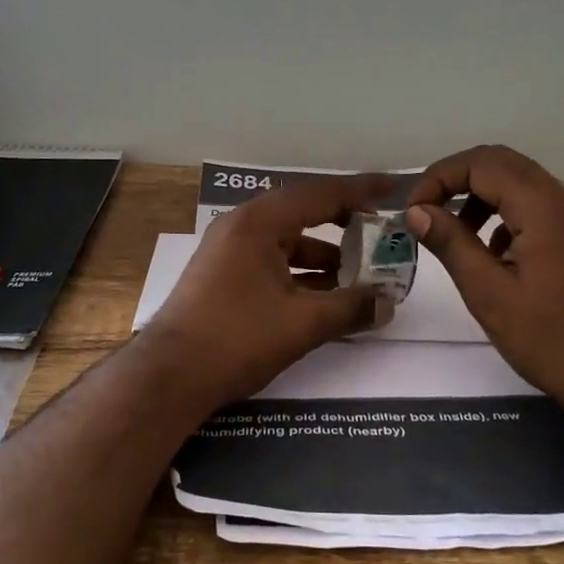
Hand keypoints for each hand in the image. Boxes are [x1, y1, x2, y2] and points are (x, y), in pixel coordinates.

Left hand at [144, 175, 396, 407]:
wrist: (169, 375)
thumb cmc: (237, 338)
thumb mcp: (302, 323)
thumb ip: (350, 308)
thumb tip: (388, 304)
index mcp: (259, 222)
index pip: (321, 194)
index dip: (362, 190)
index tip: (395, 187)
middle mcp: (241, 227)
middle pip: (304, 212)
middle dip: (344, 222)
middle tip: (378, 232)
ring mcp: (228, 251)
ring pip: (287, 241)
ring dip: (324, 255)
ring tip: (359, 274)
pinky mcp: (223, 276)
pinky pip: (272, 262)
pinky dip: (301, 273)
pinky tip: (324, 296)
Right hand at [405, 145, 563, 425]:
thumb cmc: (550, 339)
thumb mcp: (489, 294)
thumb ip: (451, 244)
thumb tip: (416, 211)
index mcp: (543, 208)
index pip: (481, 163)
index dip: (439, 177)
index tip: (413, 211)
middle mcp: (563, 200)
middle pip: (500, 162)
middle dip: (456, 179)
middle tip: (424, 210)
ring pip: (518, 182)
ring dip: (479, 196)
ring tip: (451, 233)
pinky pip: (533, 206)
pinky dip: (502, 214)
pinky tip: (489, 253)